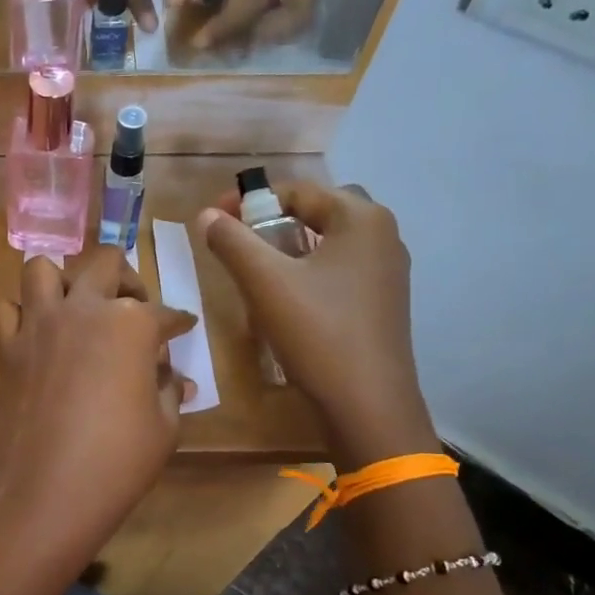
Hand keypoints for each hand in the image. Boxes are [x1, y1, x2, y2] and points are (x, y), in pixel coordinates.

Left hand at [0, 248, 193, 577]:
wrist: (48, 491)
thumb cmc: (118, 461)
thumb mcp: (164, 427)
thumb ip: (170, 390)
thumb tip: (176, 378)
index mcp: (131, 324)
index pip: (163, 313)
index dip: (178, 322)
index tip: (183, 327)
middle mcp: (83, 309)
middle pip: (105, 263)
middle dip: (127, 278)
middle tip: (134, 306)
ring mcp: (38, 325)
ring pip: (43, 269)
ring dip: (64, 281)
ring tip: (77, 308)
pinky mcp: (7, 348)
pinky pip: (5, 310)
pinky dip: (19, 314)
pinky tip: (36, 335)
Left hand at [168, 0, 314, 48]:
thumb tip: (174, 5)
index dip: (228, 23)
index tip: (198, 41)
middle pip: (296, 12)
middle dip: (259, 34)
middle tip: (223, 42)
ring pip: (300, 14)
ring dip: (268, 33)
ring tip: (230, 36)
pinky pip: (293, 6)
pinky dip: (270, 22)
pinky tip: (240, 22)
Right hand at [199, 181, 438, 465]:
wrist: (368, 403)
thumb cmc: (318, 332)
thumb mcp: (265, 283)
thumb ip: (232, 241)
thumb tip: (206, 215)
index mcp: (361, 218)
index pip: (297, 191)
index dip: (248, 201)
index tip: (214, 221)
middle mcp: (383, 235)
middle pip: (315, 213)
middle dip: (272, 222)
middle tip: (239, 244)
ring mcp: (387, 271)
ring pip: (327, 243)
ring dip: (289, 248)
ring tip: (256, 271)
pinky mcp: (383, 301)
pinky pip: (339, 270)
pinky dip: (308, 272)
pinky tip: (287, 300)